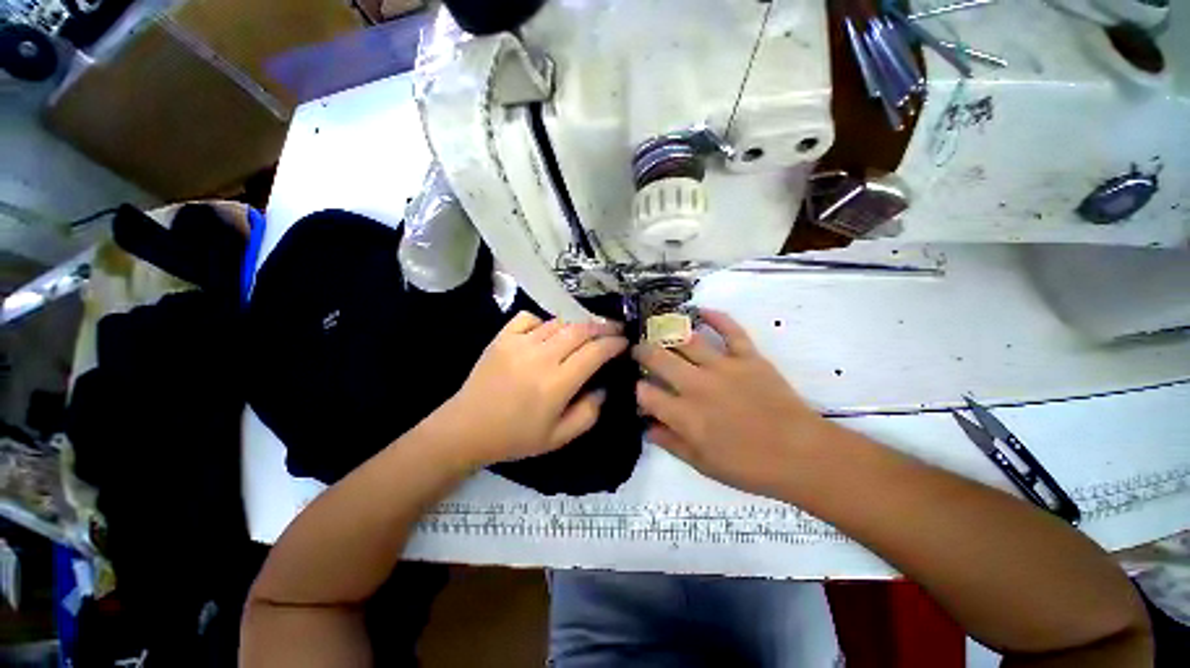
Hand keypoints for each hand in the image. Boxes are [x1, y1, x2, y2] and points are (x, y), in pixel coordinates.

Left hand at [436, 311, 627, 468]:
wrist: (467, 429)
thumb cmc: (515, 437)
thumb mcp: (559, 438)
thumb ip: (589, 413)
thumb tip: (604, 387)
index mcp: (556, 384)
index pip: (594, 352)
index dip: (613, 343)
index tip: (625, 342)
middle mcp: (540, 357)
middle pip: (580, 330)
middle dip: (602, 326)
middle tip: (614, 328)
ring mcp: (519, 343)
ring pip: (558, 323)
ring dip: (577, 326)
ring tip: (586, 332)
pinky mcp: (502, 338)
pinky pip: (530, 318)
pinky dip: (544, 321)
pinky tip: (548, 333)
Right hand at [634, 309, 835, 497]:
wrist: (801, 455)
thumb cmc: (749, 466)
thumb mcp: (702, 464)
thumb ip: (671, 443)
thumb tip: (646, 427)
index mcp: (685, 415)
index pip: (645, 393)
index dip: (636, 388)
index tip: (637, 387)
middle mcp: (697, 385)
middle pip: (659, 358)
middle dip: (642, 351)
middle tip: (638, 350)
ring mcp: (723, 367)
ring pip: (687, 340)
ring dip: (668, 332)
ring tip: (659, 329)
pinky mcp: (748, 357)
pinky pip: (730, 330)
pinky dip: (716, 317)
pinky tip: (701, 310)